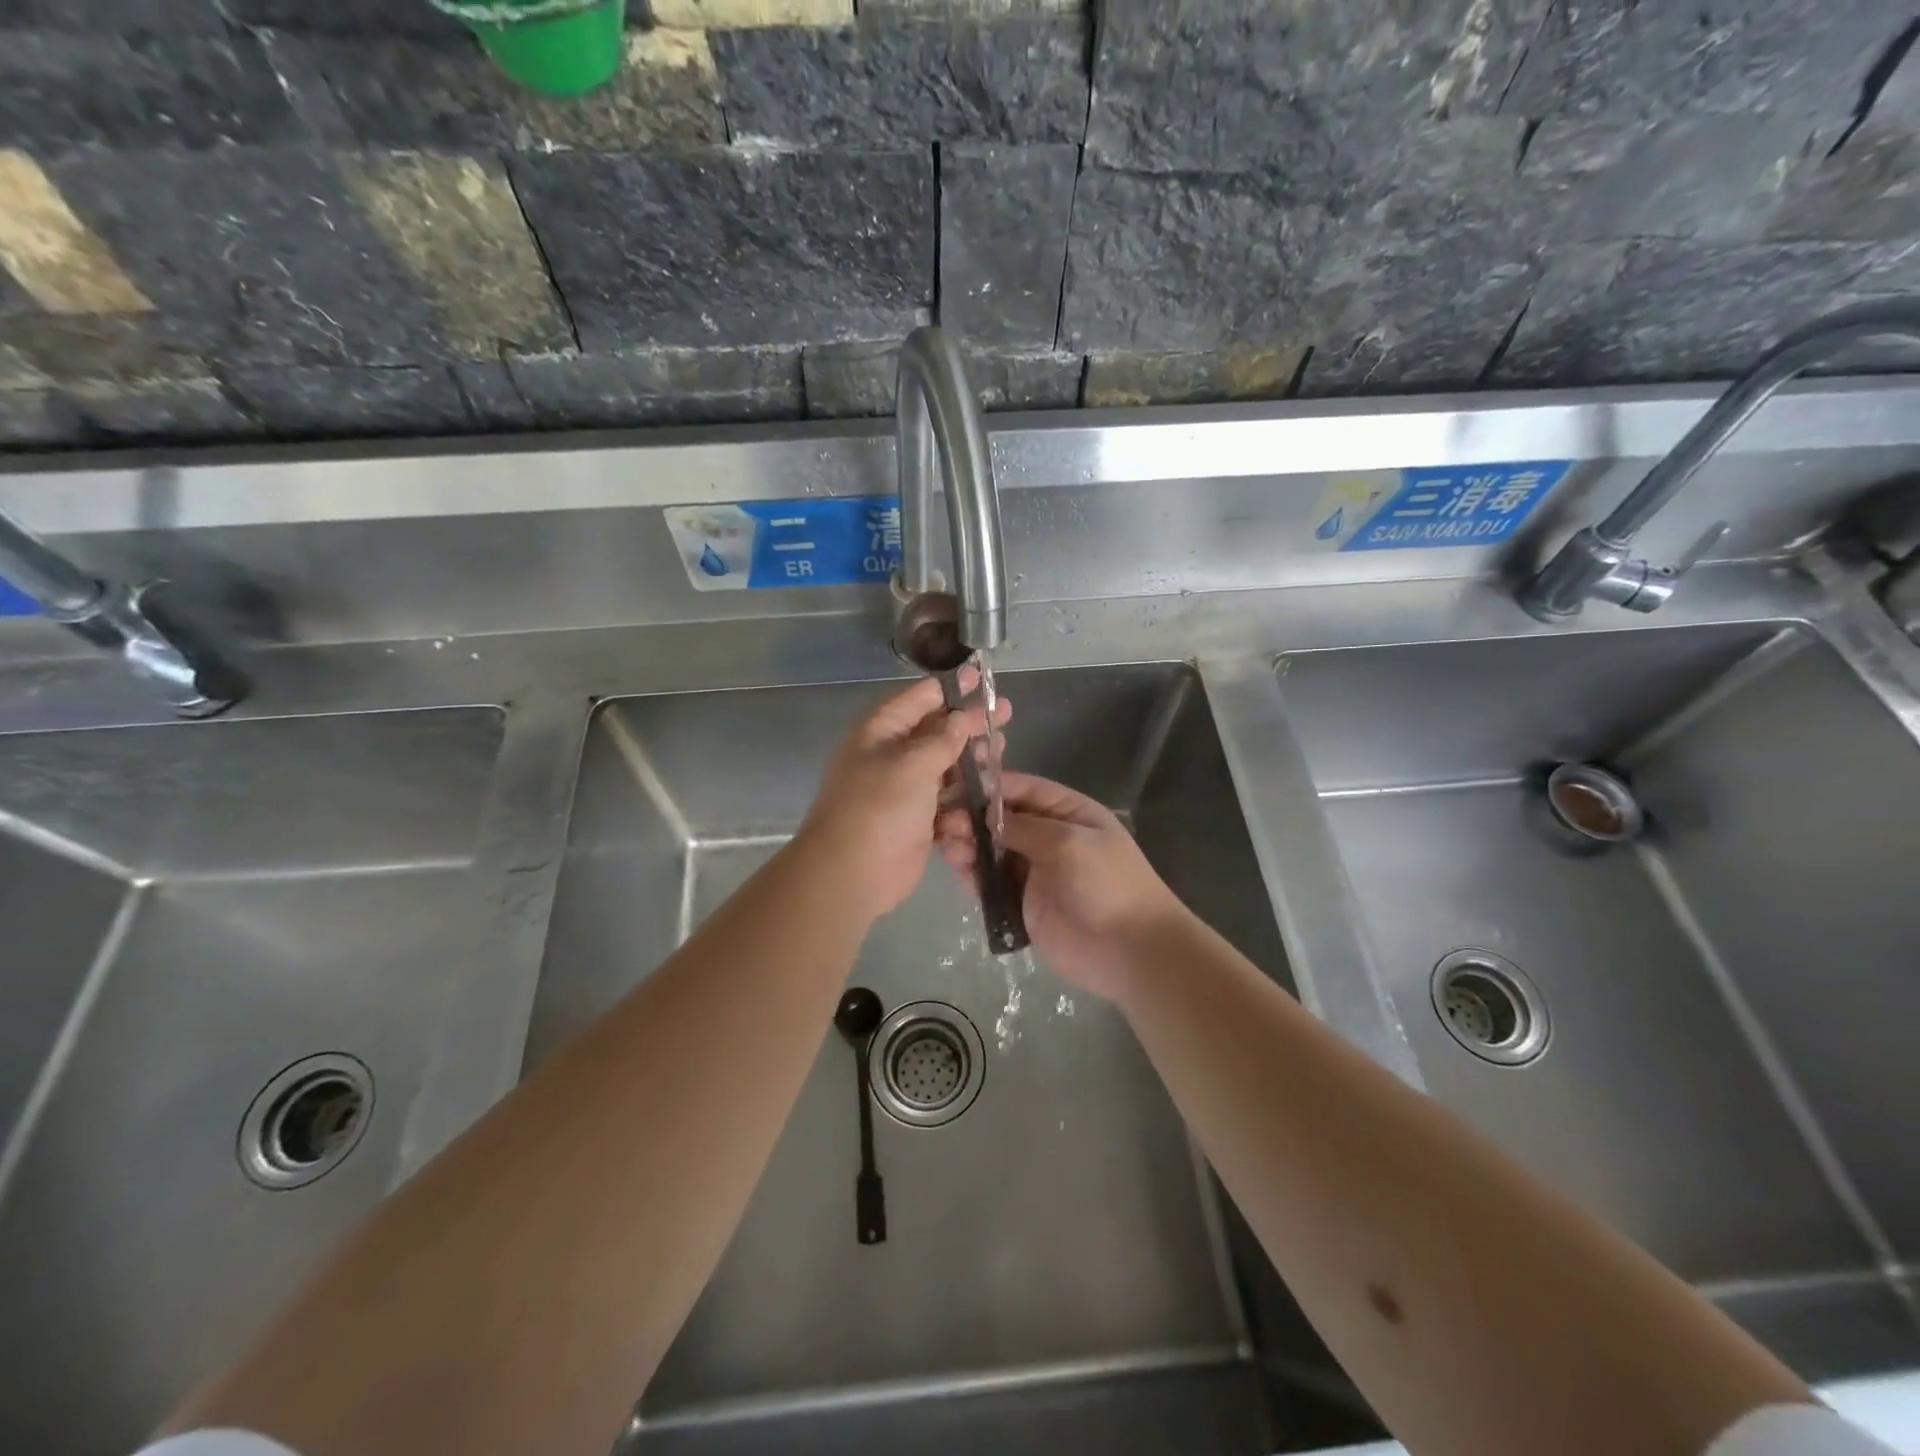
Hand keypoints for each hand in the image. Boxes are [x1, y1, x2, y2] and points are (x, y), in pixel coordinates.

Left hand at [799, 673, 1009, 922]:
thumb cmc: (878, 808)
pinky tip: (988, 793)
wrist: (852, 873)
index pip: (920, 698)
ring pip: (946, 766)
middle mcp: (892, 754)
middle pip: (937, 731)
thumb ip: (942, 739)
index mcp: (881, 731)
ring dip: (972, 761)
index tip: (980, 677)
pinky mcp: (917, 820)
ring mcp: (905, 789)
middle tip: (1005, 715)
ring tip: (1001, 753)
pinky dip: (964, 798)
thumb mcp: (911, 764)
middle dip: (969, 723)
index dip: (951, 686)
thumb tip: (960, 718)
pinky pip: (947, 801)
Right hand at [937, 771, 1190, 998]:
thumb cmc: (1106, 883)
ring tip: (948, 849)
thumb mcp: (1069, 842)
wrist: (1129, 949)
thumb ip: (1024, 827)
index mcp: (1068, 813)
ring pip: (992, 851)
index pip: (1023, 789)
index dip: (989, 787)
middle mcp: (1049, 837)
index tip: (955, 788)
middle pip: (1002, 820)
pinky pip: (992, 884)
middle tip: (945, 824)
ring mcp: (1035, 872)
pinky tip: (959, 872)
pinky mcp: (1023, 904)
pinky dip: (974, 877)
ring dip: (969, 846)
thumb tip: (986, 816)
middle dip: (972, 819)